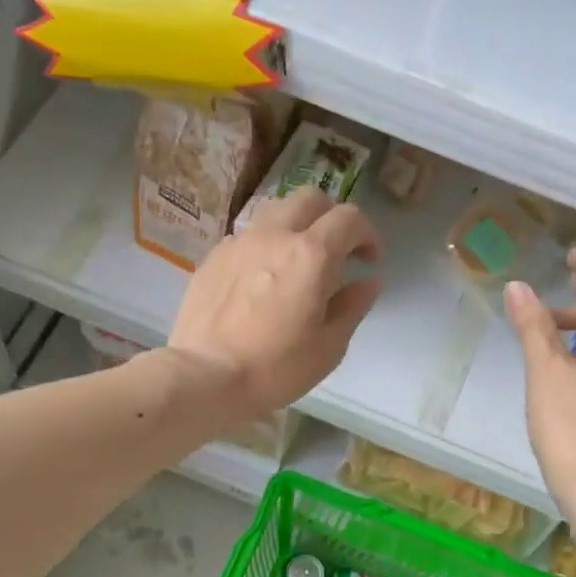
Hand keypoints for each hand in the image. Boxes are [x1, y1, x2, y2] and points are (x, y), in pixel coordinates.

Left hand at [167, 187, 383, 423]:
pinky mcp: (213, 258)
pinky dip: (265, 247)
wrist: (205, 377)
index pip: (349, 219)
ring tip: (297, 261)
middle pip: (310, 199)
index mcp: (311, 255)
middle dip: (331, 218)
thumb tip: (368, 283)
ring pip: (275, 212)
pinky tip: (261, 281)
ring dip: (296, 226)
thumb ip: (352, 307)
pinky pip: (247, 238)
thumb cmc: (276, 368)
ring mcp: (239, 243)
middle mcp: (274, 236)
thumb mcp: (329, 347)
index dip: (367, 235)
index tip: (369, 261)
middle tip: (336, 251)